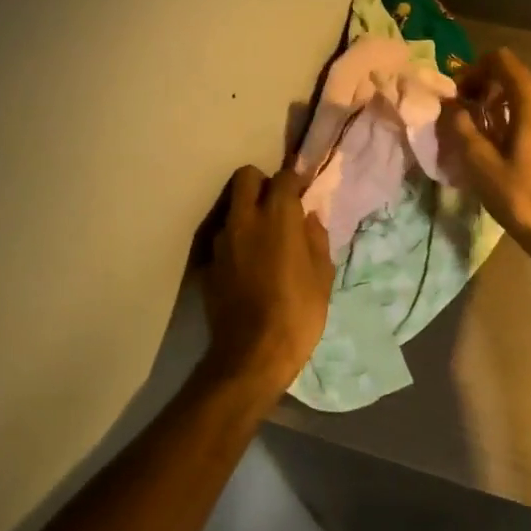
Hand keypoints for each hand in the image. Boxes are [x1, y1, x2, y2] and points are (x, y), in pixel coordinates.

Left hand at [201, 166, 333, 397]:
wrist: (252, 354)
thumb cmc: (298, 312)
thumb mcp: (322, 275)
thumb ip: (316, 237)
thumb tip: (309, 217)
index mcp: (278, 216)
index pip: (284, 177)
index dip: (295, 181)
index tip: (303, 193)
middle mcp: (245, 219)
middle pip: (246, 177)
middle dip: (262, 184)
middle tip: (277, 206)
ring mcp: (221, 240)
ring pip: (232, 207)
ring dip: (247, 212)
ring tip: (263, 238)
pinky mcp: (208, 263)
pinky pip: (223, 238)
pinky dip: (236, 241)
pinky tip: (247, 264)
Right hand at [437, 49, 530, 269]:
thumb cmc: (523, 198)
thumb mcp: (480, 164)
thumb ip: (462, 128)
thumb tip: (451, 107)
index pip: (501, 60)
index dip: (474, 71)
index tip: (459, 96)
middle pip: (520, 73)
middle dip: (492, 84)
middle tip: (472, 111)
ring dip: (517, 97)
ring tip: (499, 124)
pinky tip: (522, 141)